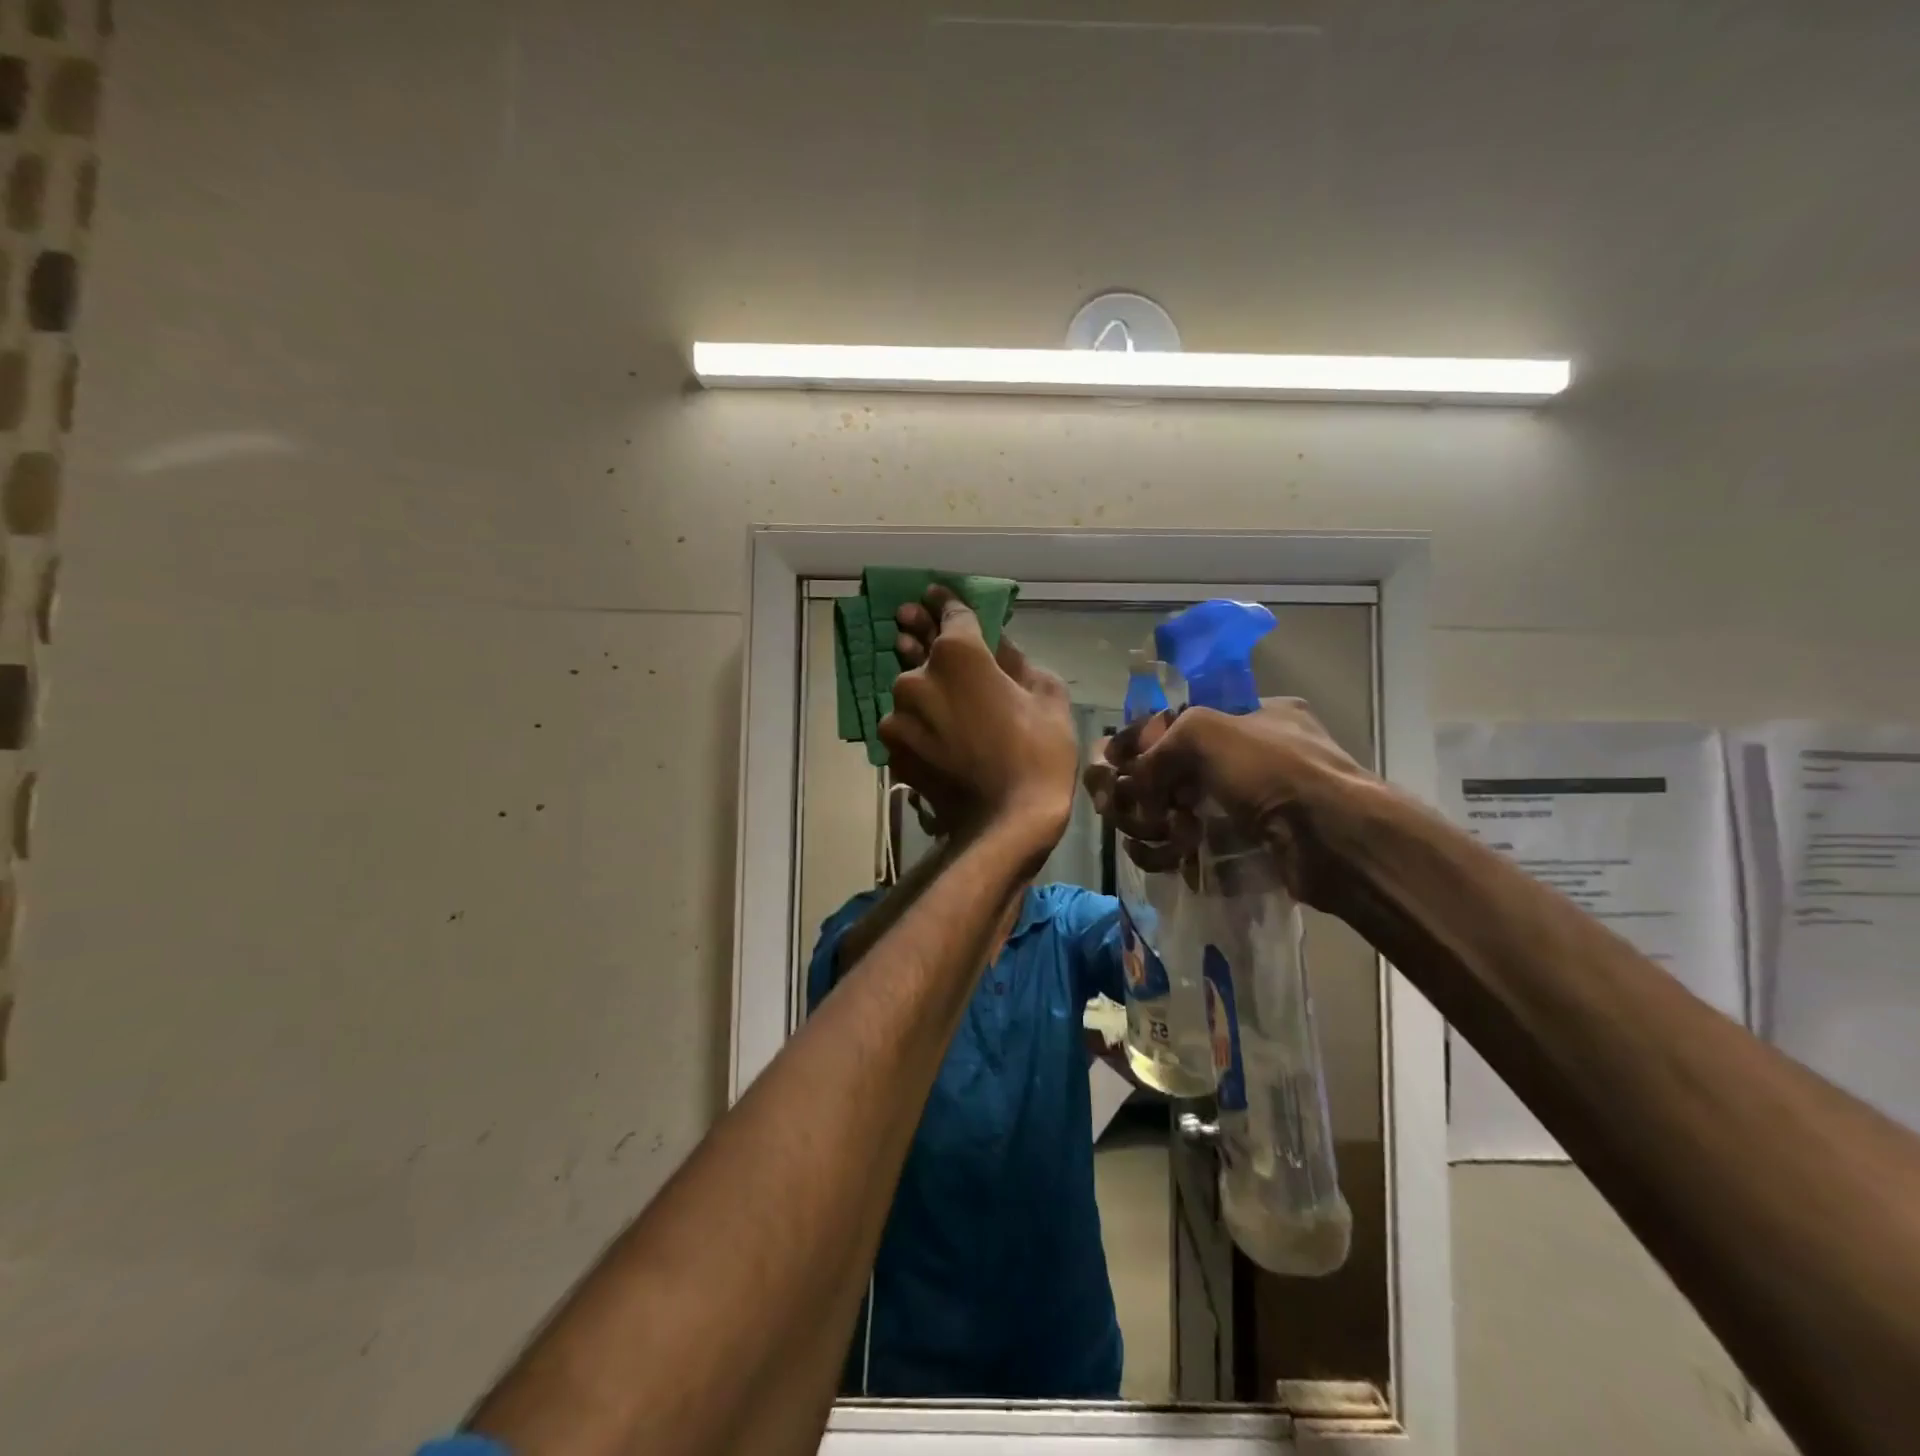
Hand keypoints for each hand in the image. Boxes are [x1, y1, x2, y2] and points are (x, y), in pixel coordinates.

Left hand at [881, 588, 1077, 850]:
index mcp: (958, 655)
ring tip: (926, 684)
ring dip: (919, 686)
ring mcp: (898, 716)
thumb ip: (1017, 661)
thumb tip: (1000, 646)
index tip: (933, 593)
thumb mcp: (1046, 697)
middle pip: (920, 652)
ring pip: (910, 691)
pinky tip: (932, 729)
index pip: (950, 616)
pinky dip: (917, 721)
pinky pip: (905, 724)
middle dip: (917, 634)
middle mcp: (917, 677)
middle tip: (907, 619)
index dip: (945, 603)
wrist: (1005, 825)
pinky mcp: (891, 750)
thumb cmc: (1038, 754)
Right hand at [1097, 698, 1382, 911]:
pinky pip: (1193, 848)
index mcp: (1254, 717)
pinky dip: (1170, 854)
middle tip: (1119, 805)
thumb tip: (1134, 781)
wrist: (1336, 843)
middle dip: (1142, 790)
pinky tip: (1163, 857)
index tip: (1113, 762)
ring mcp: (1250, 807)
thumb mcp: (1206, 732)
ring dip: (1151, 825)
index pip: (1180, 723)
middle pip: (1172, 772)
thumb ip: (1158, 745)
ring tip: (1153, 834)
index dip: (1142, 741)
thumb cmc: (1273, 772)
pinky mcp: (1247, 851)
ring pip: (1177, 813)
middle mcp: (1253, 759)